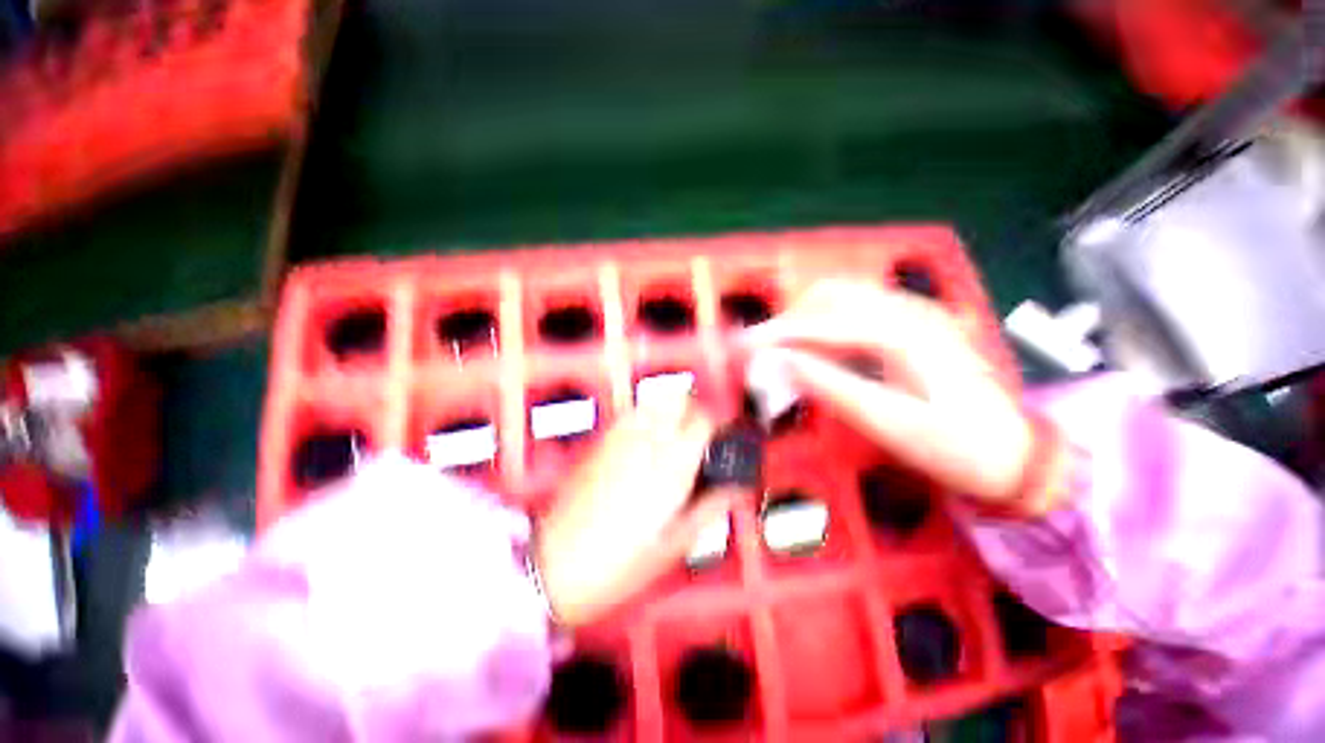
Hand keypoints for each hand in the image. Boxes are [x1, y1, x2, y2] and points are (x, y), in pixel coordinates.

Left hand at [534, 394, 734, 625]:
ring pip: (654, 400)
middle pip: (678, 398)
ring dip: (671, 407)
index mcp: (672, 467)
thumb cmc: (619, 563)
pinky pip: (630, 413)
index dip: (719, 422)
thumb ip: (710, 509)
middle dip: (696, 407)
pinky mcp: (600, 441)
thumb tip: (733, 489)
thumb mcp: (675, 545)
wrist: (555, 564)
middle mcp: (646, 442)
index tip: (724, 434)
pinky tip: (648, 436)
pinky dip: (647, 414)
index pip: (704, 420)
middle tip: (702, 430)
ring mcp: (620, 438)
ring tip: (677, 430)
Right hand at [742, 279, 1037, 506]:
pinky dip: (822, 325)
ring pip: (840, 298)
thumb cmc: (958, 447)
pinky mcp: (911, 323)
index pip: (826, 321)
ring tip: (777, 351)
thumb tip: (781, 362)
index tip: (743, 346)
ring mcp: (913, 312)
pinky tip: (811, 349)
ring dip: (802, 320)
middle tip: (758, 351)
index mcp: (908, 334)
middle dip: (787, 320)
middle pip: (830, 296)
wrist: (1015, 453)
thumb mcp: (892, 426)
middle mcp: (910, 311)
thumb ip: (833, 388)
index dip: (779, 333)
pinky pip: (854, 311)